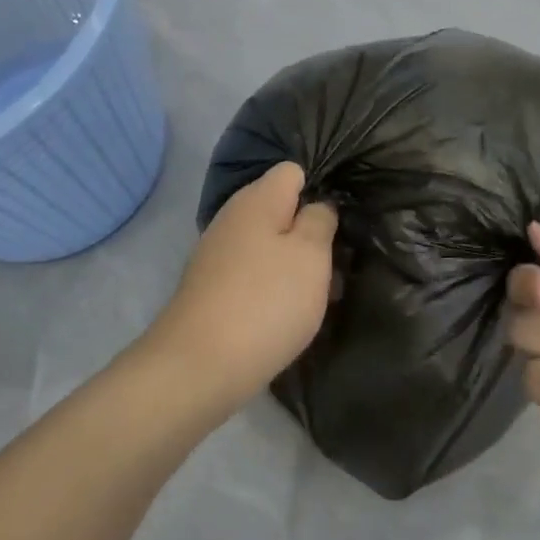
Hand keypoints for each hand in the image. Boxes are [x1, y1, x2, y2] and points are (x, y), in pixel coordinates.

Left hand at [143, 163, 337, 412]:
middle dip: (311, 233)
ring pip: (269, 245)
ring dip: (295, 265)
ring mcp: (218, 254)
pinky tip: (287, 314)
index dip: (321, 189)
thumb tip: (318, 205)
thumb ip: (320, 220)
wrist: (198, 368)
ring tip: (320, 295)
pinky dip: (273, 288)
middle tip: (337, 263)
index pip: (294, 171)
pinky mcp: (211, 288)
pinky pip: (253, 273)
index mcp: (257, 198)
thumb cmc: (266, 301)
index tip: (341, 220)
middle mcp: (233, 218)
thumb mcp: (311, 254)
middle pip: (282, 210)